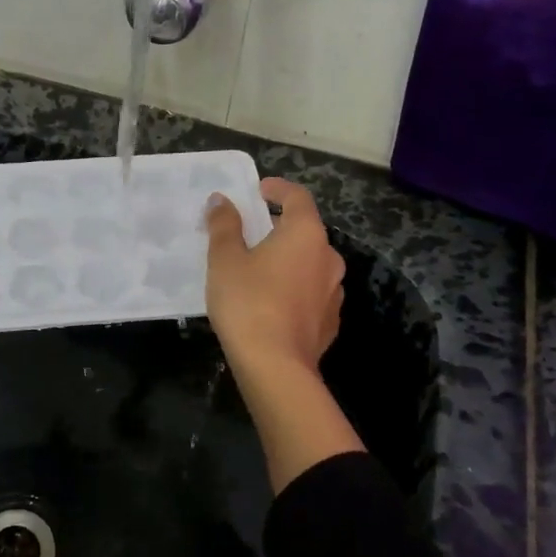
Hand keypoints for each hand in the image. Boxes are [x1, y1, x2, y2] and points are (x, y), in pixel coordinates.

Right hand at [204, 178, 360, 492]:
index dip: (278, 189)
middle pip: (305, 231)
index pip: (297, 197)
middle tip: (250, 233)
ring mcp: (334, 291)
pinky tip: (273, 302)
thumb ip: (224, 225)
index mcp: (306, 233)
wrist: (276, 367)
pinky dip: (294, 288)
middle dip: (279, 228)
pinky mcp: (331, 321)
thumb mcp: (225, 260)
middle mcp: (328, 257)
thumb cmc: (248, 302)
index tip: (259, 190)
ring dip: (289, 260)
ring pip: (310, 263)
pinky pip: (312, 293)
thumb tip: (221, 200)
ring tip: (260, 270)